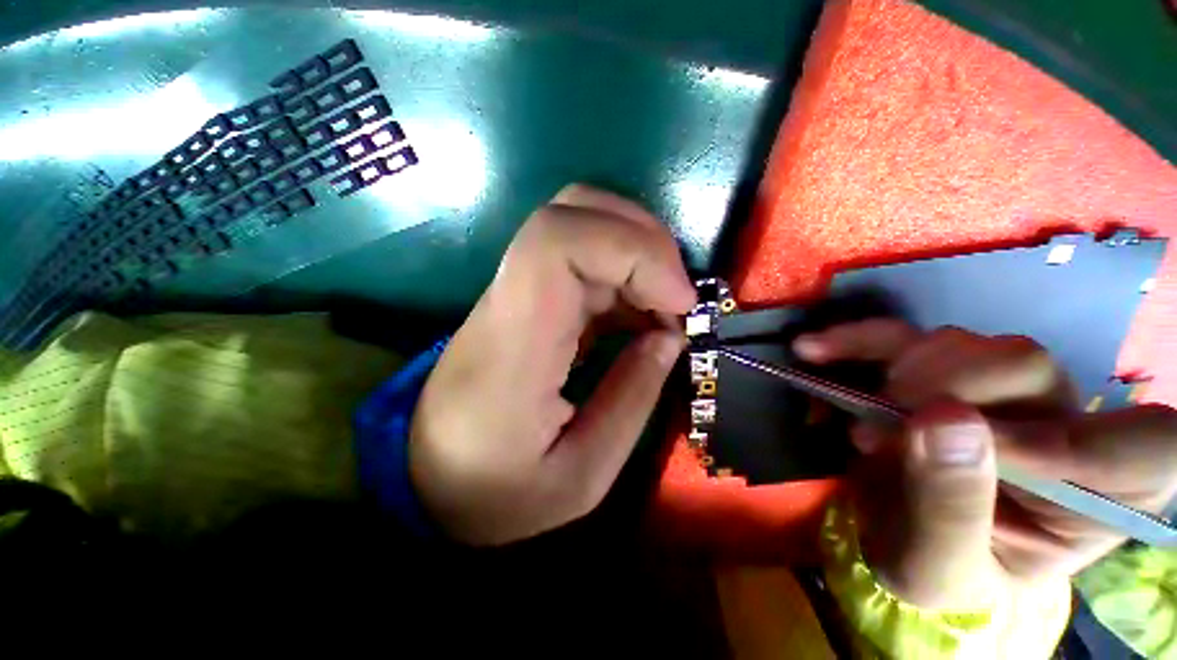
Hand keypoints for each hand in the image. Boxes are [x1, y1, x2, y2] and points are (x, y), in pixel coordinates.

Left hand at [410, 185, 695, 545]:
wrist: (427, 477)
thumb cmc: (495, 491)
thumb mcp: (578, 476)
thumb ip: (631, 401)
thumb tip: (670, 336)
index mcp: (515, 343)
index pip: (558, 241)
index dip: (631, 250)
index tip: (678, 301)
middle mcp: (510, 301)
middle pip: (571, 213)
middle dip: (643, 241)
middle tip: (679, 298)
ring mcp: (515, 294)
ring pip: (580, 225)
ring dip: (639, 253)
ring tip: (668, 306)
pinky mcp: (527, 300)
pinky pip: (582, 259)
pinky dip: (626, 272)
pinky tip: (644, 310)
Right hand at [794, 321, 1176, 608]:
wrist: (895, 539)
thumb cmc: (934, 572)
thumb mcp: (937, 569)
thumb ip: (949, 509)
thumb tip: (942, 421)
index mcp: (1093, 498)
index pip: (1145, 447)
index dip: (1078, 443)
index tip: (982, 453)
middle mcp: (1059, 427)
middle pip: (1029, 369)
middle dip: (946, 393)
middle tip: (882, 431)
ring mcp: (996, 391)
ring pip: (968, 344)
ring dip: (901, 372)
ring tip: (860, 418)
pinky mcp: (937, 371)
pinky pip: (903, 336)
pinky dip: (856, 340)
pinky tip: (815, 349)